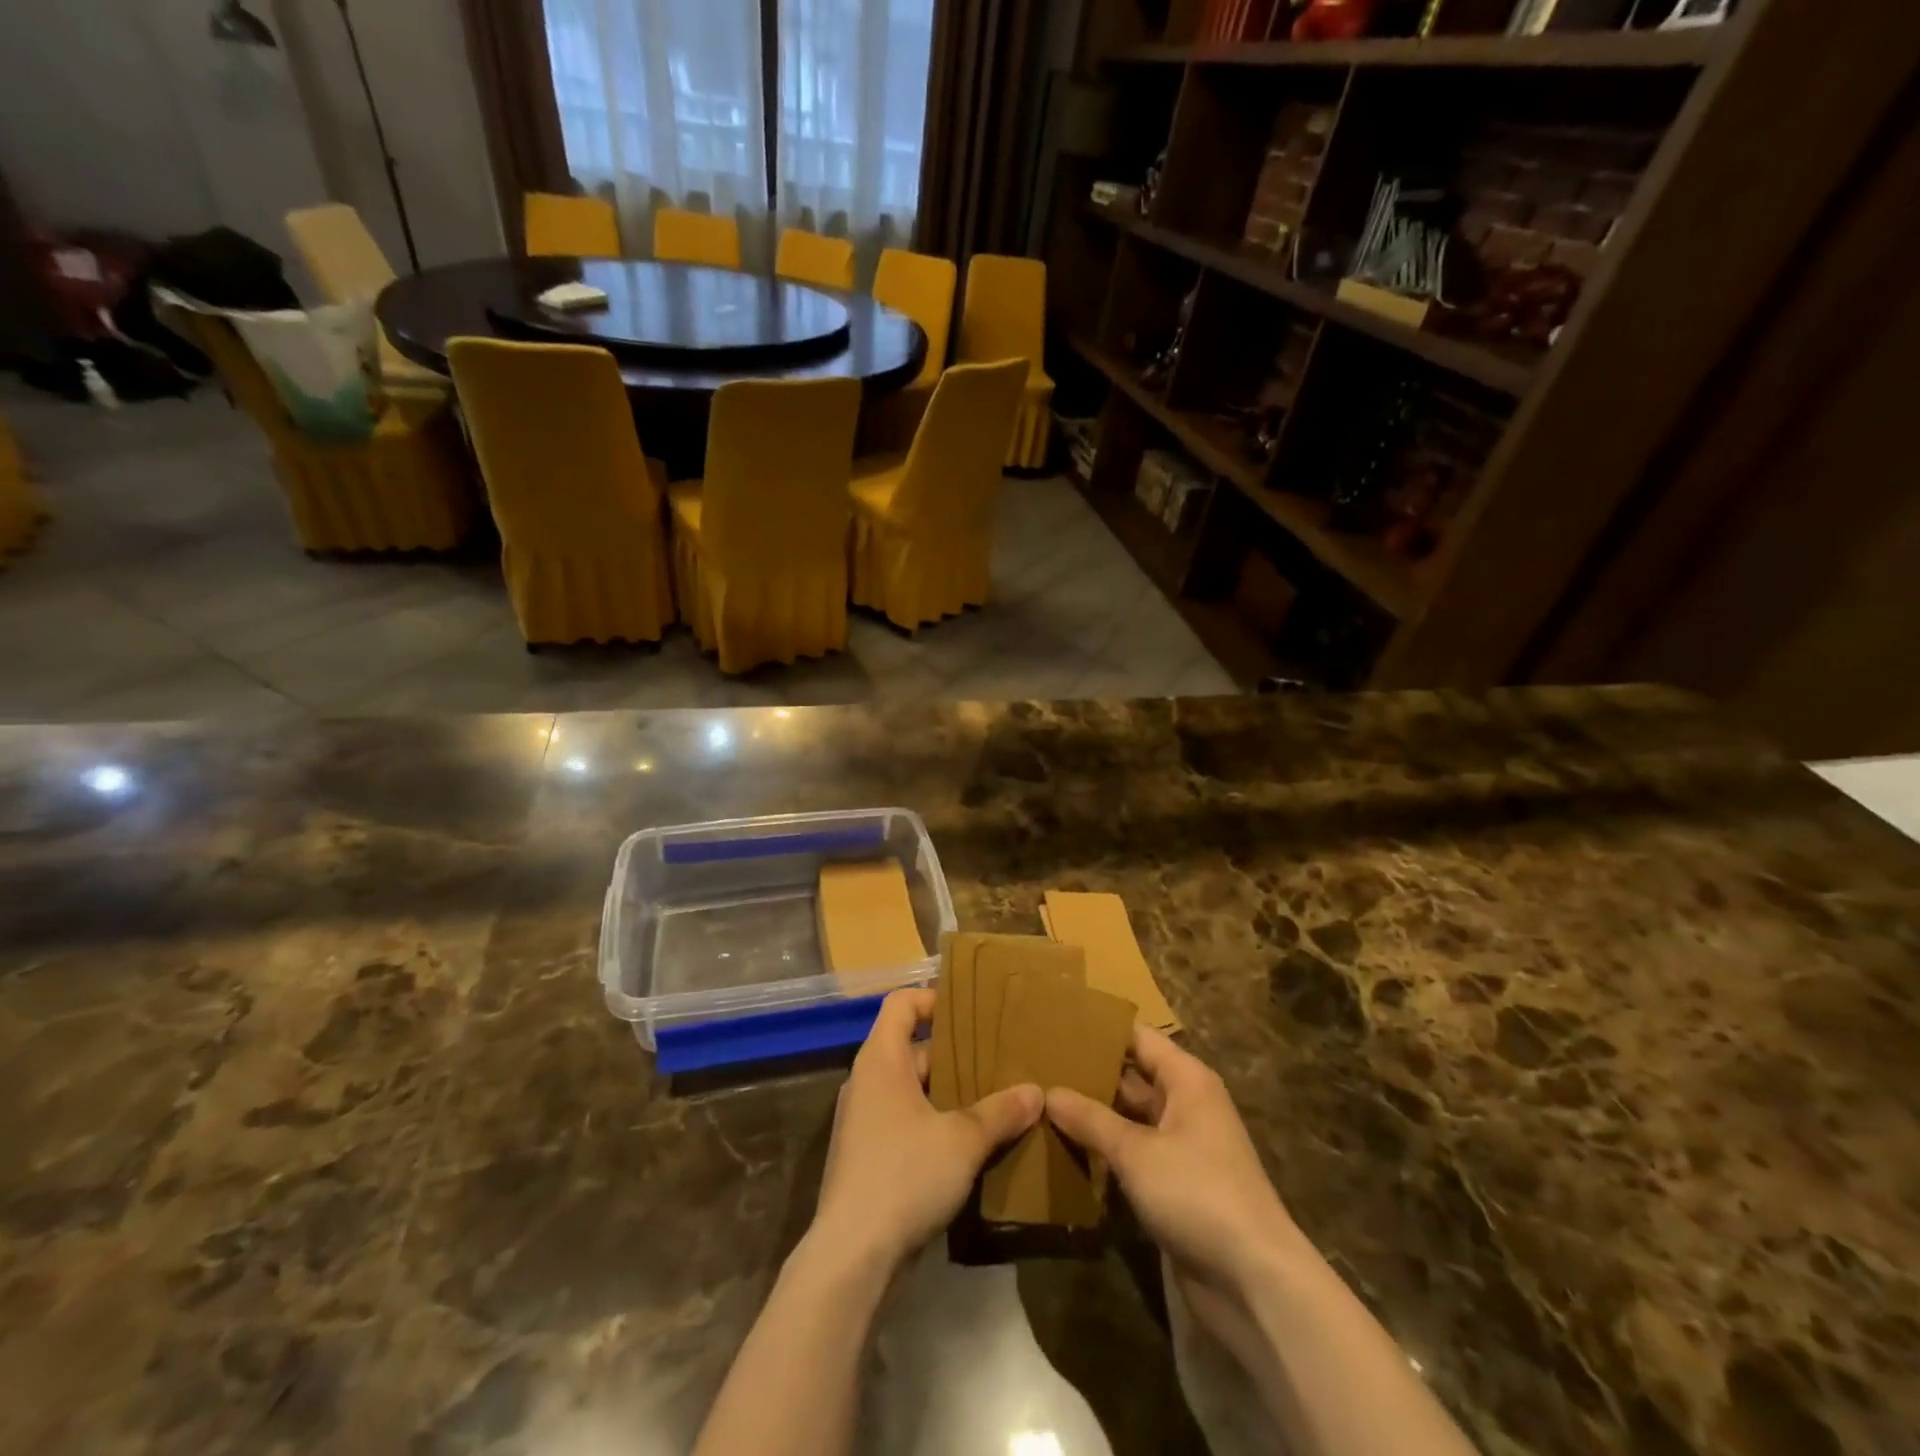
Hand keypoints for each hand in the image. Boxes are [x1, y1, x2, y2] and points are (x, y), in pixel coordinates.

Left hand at [810, 988, 1041, 1273]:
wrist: (851, 1257)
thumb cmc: (904, 1175)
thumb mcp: (962, 1140)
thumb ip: (999, 1112)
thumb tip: (1036, 1092)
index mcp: (881, 1060)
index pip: (901, 1004)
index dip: (933, 999)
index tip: (972, 1012)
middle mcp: (867, 1082)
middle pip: (912, 1048)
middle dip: (955, 1053)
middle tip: (998, 1060)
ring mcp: (864, 1121)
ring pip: (912, 1089)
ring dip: (948, 1093)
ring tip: (994, 1101)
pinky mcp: (867, 1157)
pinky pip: (905, 1122)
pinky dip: (934, 1124)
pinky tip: (970, 1145)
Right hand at [1046, 1024, 1302, 1292]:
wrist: (1254, 1282)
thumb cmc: (1198, 1193)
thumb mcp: (1136, 1152)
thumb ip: (1091, 1119)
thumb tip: (1048, 1092)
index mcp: (1186, 1080)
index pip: (1138, 1037)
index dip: (1100, 1028)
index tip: (1056, 1022)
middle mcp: (1186, 1104)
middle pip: (1132, 1076)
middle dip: (1090, 1072)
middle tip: (1037, 1064)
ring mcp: (1181, 1146)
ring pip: (1129, 1117)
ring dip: (1094, 1113)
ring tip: (1042, 1100)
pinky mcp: (1175, 1185)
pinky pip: (1133, 1154)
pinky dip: (1105, 1150)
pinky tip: (1066, 1148)